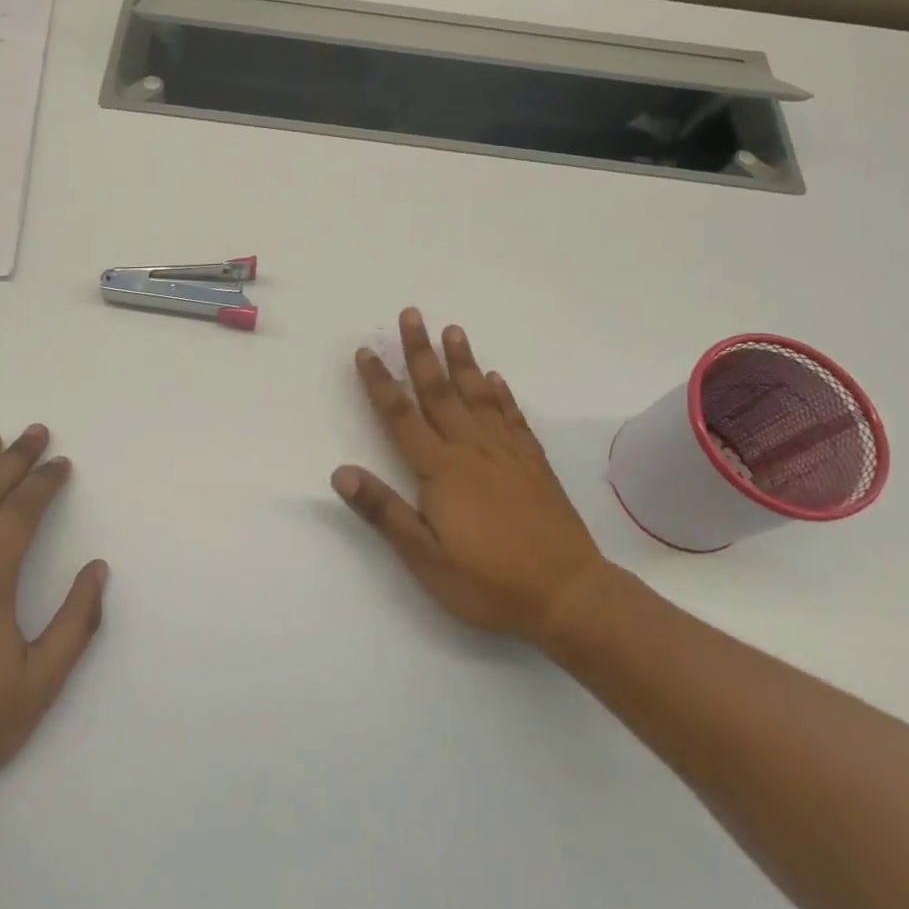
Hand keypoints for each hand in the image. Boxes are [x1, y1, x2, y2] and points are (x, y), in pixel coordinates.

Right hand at [332, 309, 607, 645]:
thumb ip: (383, 510)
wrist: (567, 594)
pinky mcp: (534, 464)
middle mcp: (472, 449)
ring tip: (453, 330)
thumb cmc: (487, 581)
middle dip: (421, 352)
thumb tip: (340, 472)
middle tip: (412, 314)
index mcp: (440, 469)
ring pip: (478, 396)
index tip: (366, 352)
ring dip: (463, 361)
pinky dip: (502, 394)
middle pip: (440, 391)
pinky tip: (496, 379)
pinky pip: (513, 417)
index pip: (401, 416)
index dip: (380, 383)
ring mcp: (507, 453)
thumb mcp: (425, 556)